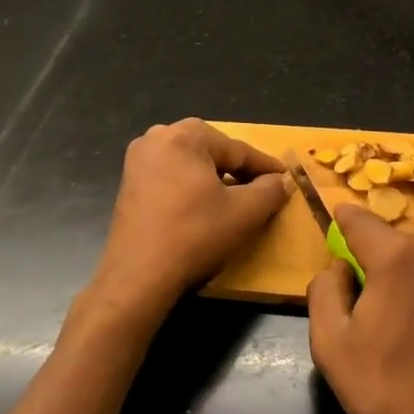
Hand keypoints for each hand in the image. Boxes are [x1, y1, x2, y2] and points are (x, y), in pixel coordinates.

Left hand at [79, 119, 288, 340]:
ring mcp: (138, 161)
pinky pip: (171, 177)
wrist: (138, 277)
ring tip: (236, 200)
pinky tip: (204, 209)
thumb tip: (281, 181)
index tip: (285, 179)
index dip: (265, 167)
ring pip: (191, 164)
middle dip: (238, 170)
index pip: (237, 150)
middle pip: (212, 152)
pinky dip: (191, 188)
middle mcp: (157, 138)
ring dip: (215, 179)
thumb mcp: (245, 213)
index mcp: (184, 135)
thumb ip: (270, 190)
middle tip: (262, 189)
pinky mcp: (129, 184)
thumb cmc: (195, 236)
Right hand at [307, 206, 413, 413]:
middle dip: (379, 263)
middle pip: (397, 245)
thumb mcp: (330, 345)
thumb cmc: (390, 393)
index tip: (335, 221)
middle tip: (369, 304)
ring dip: (413, 282)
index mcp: (399, 258)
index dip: (343, 220)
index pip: (361, 220)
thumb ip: (324, 289)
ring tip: (409, 328)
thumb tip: (338, 267)